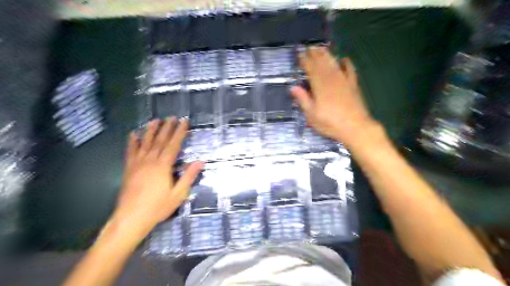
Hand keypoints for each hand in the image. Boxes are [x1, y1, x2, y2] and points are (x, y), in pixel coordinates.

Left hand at [113, 118, 203, 233]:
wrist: (131, 218)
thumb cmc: (158, 207)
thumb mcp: (178, 194)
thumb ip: (188, 176)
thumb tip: (200, 161)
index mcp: (163, 166)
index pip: (173, 145)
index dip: (179, 132)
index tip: (184, 122)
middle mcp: (150, 161)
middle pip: (159, 141)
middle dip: (166, 128)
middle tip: (171, 117)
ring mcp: (137, 164)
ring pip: (145, 143)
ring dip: (150, 130)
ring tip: (155, 120)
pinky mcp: (129, 169)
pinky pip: (130, 152)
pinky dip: (132, 142)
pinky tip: (133, 134)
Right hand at [291, 46, 377, 146]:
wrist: (355, 127)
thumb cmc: (330, 123)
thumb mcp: (311, 115)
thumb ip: (303, 99)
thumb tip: (293, 87)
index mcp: (319, 86)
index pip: (310, 69)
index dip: (304, 60)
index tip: (299, 53)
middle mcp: (331, 79)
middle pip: (322, 63)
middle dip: (314, 54)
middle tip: (309, 46)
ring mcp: (343, 81)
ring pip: (333, 64)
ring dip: (327, 55)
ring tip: (321, 48)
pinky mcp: (353, 85)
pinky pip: (350, 70)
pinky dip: (347, 64)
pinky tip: (344, 59)